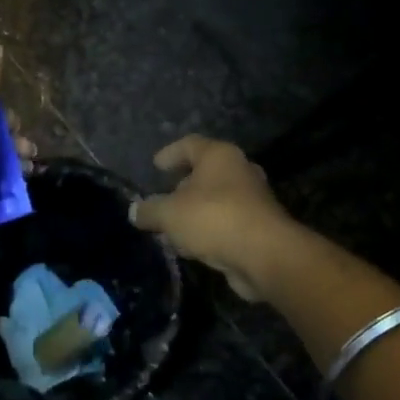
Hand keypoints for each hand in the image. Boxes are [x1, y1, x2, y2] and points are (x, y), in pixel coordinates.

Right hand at [130, 136, 297, 300]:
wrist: (264, 254)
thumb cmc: (213, 218)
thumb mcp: (169, 214)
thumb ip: (149, 210)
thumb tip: (135, 211)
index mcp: (219, 156)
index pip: (190, 144)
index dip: (170, 153)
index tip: (156, 165)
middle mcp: (239, 171)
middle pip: (206, 172)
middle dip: (183, 185)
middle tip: (164, 198)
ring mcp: (253, 199)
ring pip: (216, 200)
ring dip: (194, 212)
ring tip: (172, 228)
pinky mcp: (258, 227)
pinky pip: (225, 222)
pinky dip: (208, 230)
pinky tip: (191, 246)